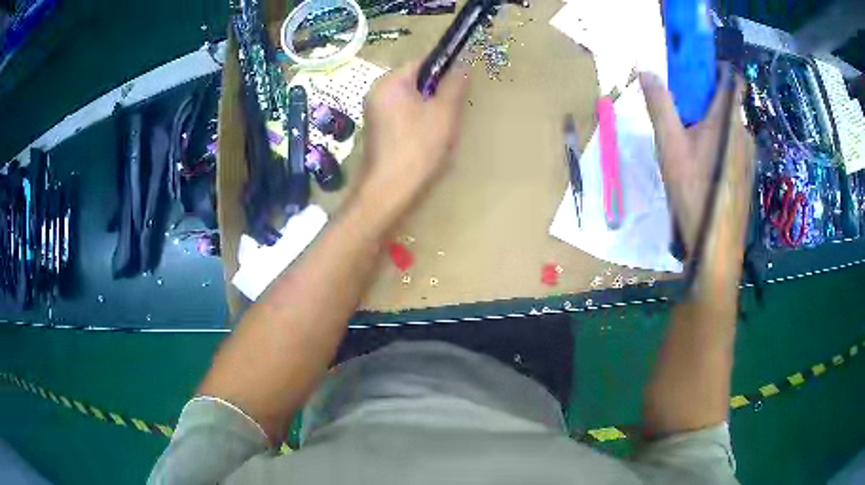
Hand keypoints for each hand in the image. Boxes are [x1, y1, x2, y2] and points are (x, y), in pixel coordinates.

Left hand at [357, 60, 469, 220]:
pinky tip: (428, 142)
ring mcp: (374, 114)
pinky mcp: (377, 133)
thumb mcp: (444, 112)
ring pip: (411, 102)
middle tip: (454, 111)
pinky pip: (403, 118)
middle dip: (438, 94)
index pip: (422, 62)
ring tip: (443, 130)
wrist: (388, 191)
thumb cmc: (418, 147)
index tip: (461, 83)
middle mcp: (377, 93)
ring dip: (430, 111)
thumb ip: (454, 85)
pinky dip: (418, 124)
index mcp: (390, 82)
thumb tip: (462, 64)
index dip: (445, 68)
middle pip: (416, 83)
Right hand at [640, 64, 754, 255]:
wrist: (716, 247)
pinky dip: (719, 145)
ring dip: (711, 125)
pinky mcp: (747, 174)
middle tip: (681, 115)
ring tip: (689, 146)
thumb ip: (659, 104)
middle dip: (704, 100)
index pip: (731, 76)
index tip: (694, 71)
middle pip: (726, 101)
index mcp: (728, 118)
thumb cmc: (694, 192)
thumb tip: (646, 69)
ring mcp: (748, 155)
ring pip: (729, 126)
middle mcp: (744, 131)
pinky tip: (703, 168)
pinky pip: (733, 146)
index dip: (715, 67)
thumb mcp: (670, 146)